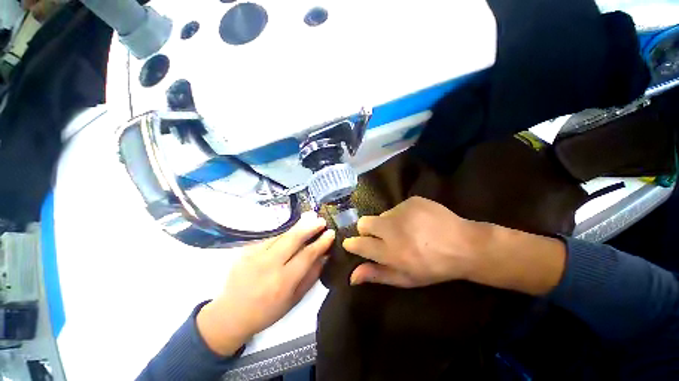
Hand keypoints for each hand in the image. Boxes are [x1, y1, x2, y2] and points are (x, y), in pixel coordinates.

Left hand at [197, 212, 334, 355]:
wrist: (230, 315)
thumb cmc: (267, 312)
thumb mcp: (294, 300)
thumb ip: (311, 276)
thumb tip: (324, 257)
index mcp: (283, 282)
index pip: (307, 255)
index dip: (321, 243)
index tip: (330, 233)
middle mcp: (269, 265)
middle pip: (293, 239)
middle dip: (310, 227)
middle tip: (321, 220)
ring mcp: (255, 255)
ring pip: (281, 235)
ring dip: (297, 225)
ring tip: (309, 216)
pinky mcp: (246, 250)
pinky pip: (270, 237)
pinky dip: (283, 231)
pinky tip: (291, 228)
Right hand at [343, 196, 490, 287]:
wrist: (464, 245)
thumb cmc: (434, 267)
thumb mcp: (406, 278)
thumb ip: (377, 275)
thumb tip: (352, 276)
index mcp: (390, 252)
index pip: (359, 244)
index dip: (352, 244)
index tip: (350, 244)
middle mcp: (392, 229)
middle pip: (364, 223)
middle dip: (366, 230)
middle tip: (380, 237)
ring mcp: (402, 212)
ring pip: (381, 215)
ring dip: (387, 224)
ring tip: (405, 231)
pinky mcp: (412, 201)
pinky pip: (397, 208)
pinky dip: (401, 216)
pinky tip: (416, 222)